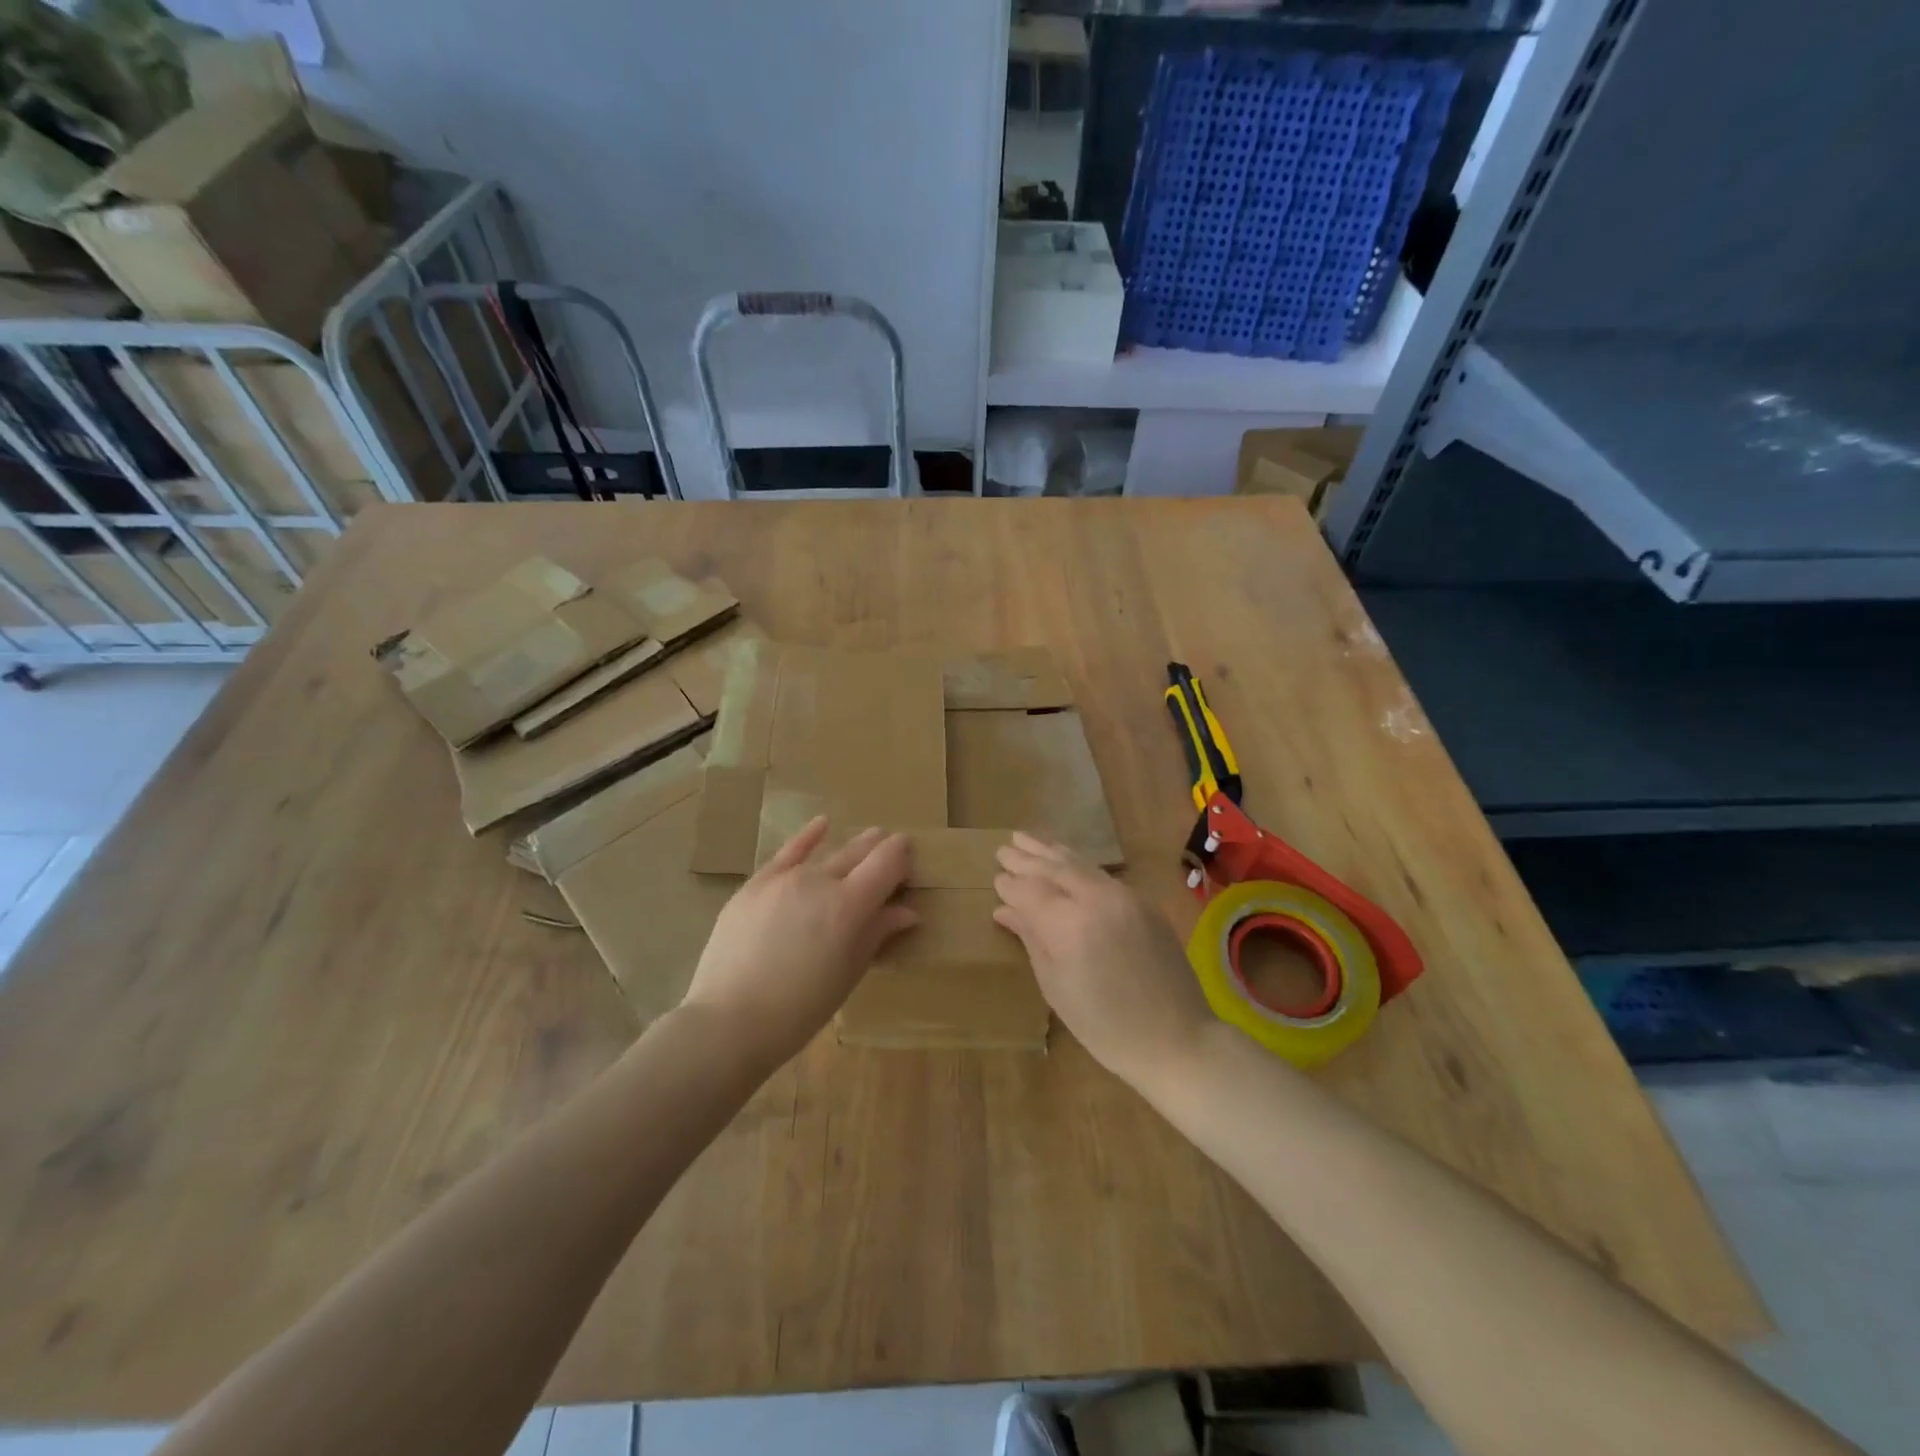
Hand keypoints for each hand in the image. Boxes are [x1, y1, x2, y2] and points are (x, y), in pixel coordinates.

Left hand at [681, 817, 916, 1071]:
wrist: (728, 1021)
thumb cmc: (799, 1010)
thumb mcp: (848, 974)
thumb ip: (877, 934)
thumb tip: (906, 911)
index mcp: (850, 905)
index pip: (888, 860)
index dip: (904, 857)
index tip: (910, 867)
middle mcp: (820, 880)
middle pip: (861, 851)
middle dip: (881, 851)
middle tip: (892, 859)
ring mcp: (784, 878)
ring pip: (828, 854)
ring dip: (851, 851)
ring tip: (864, 847)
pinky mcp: (756, 884)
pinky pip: (788, 852)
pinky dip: (808, 837)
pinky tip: (822, 824)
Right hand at [993, 832, 1213, 1093]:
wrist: (1176, 1038)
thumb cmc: (1104, 1026)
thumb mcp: (1056, 986)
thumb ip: (1031, 939)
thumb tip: (1004, 910)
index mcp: (1069, 925)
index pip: (1030, 891)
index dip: (1010, 885)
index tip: (995, 879)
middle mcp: (1096, 899)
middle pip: (1054, 868)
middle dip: (1026, 858)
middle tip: (1003, 848)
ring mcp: (1124, 895)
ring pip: (1079, 864)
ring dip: (1050, 851)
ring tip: (1026, 839)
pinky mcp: (1142, 901)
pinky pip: (1101, 874)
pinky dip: (1076, 864)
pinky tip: (1064, 859)